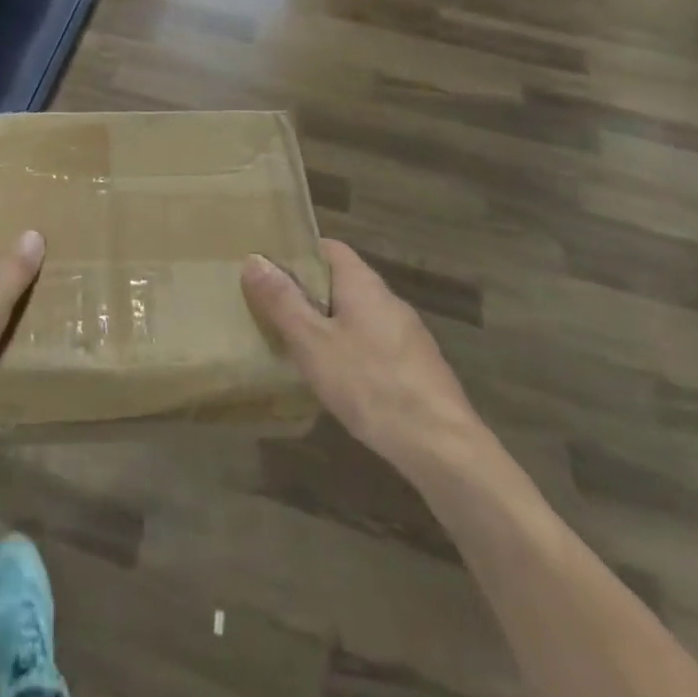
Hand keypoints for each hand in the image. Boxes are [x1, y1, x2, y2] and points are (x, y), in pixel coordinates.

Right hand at [242, 239, 483, 471]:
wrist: (444, 448)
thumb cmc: (371, 384)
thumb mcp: (313, 343)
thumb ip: (282, 301)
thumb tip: (253, 259)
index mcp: (363, 284)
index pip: (328, 248)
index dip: (297, 252)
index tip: (268, 267)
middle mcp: (387, 300)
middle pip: (341, 281)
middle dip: (307, 291)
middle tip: (271, 307)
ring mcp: (406, 335)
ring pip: (356, 315)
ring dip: (326, 323)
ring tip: (294, 344)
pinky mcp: (415, 368)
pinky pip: (371, 343)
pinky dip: (348, 350)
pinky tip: (333, 379)